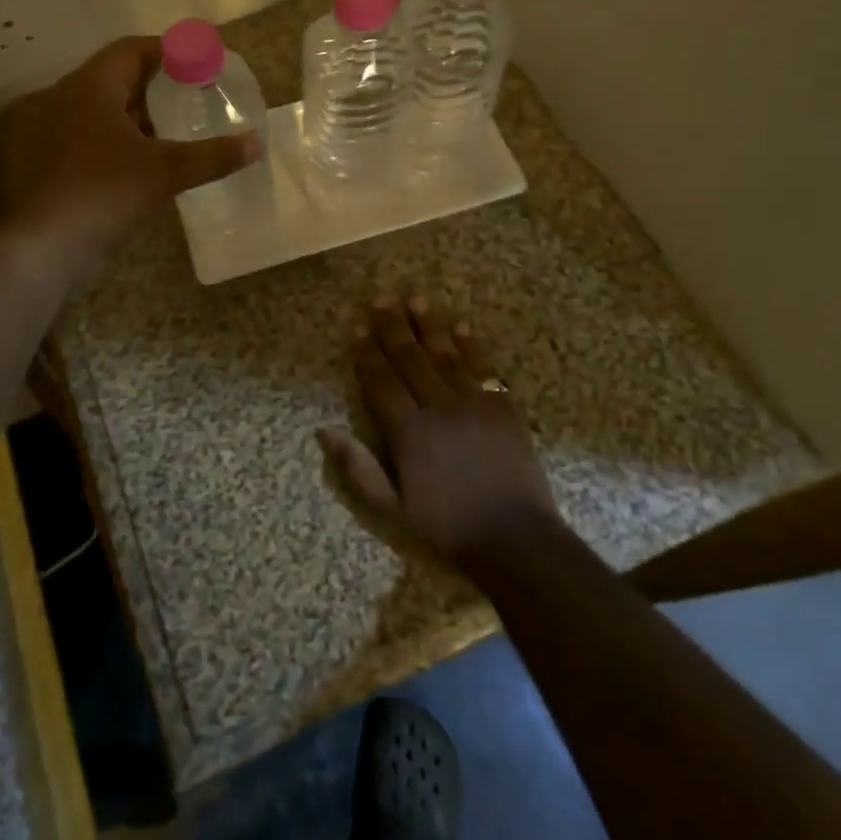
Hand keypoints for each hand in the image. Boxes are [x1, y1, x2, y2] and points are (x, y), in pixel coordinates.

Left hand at [0, 36, 259, 278]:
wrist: (44, 249)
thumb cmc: (104, 192)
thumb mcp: (165, 171)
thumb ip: (212, 156)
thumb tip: (256, 144)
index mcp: (91, 88)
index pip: (132, 50)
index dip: (168, 50)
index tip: (200, 59)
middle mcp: (68, 102)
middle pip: (118, 78)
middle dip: (157, 83)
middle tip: (194, 92)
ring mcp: (57, 135)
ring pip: (106, 112)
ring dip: (142, 115)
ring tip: (179, 126)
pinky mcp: (56, 166)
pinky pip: (96, 140)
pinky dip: (126, 142)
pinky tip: (150, 162)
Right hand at [319, 295, 558, 567]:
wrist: (516, 540)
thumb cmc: (448, 527)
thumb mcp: (392, 509)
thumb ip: (358, 468)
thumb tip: (324, 430)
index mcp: (409, 432)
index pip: (381, 382)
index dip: (367, 354)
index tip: (356, 328)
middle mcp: (439, 408)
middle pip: (411, 359)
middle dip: (394, 328)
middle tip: (382, 299)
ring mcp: (474, 404)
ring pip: (446, 356)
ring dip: (429, 327)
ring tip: (416, 300)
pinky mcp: (504, 408)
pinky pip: (484, 368)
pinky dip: (471, 346)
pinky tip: (462, 327)